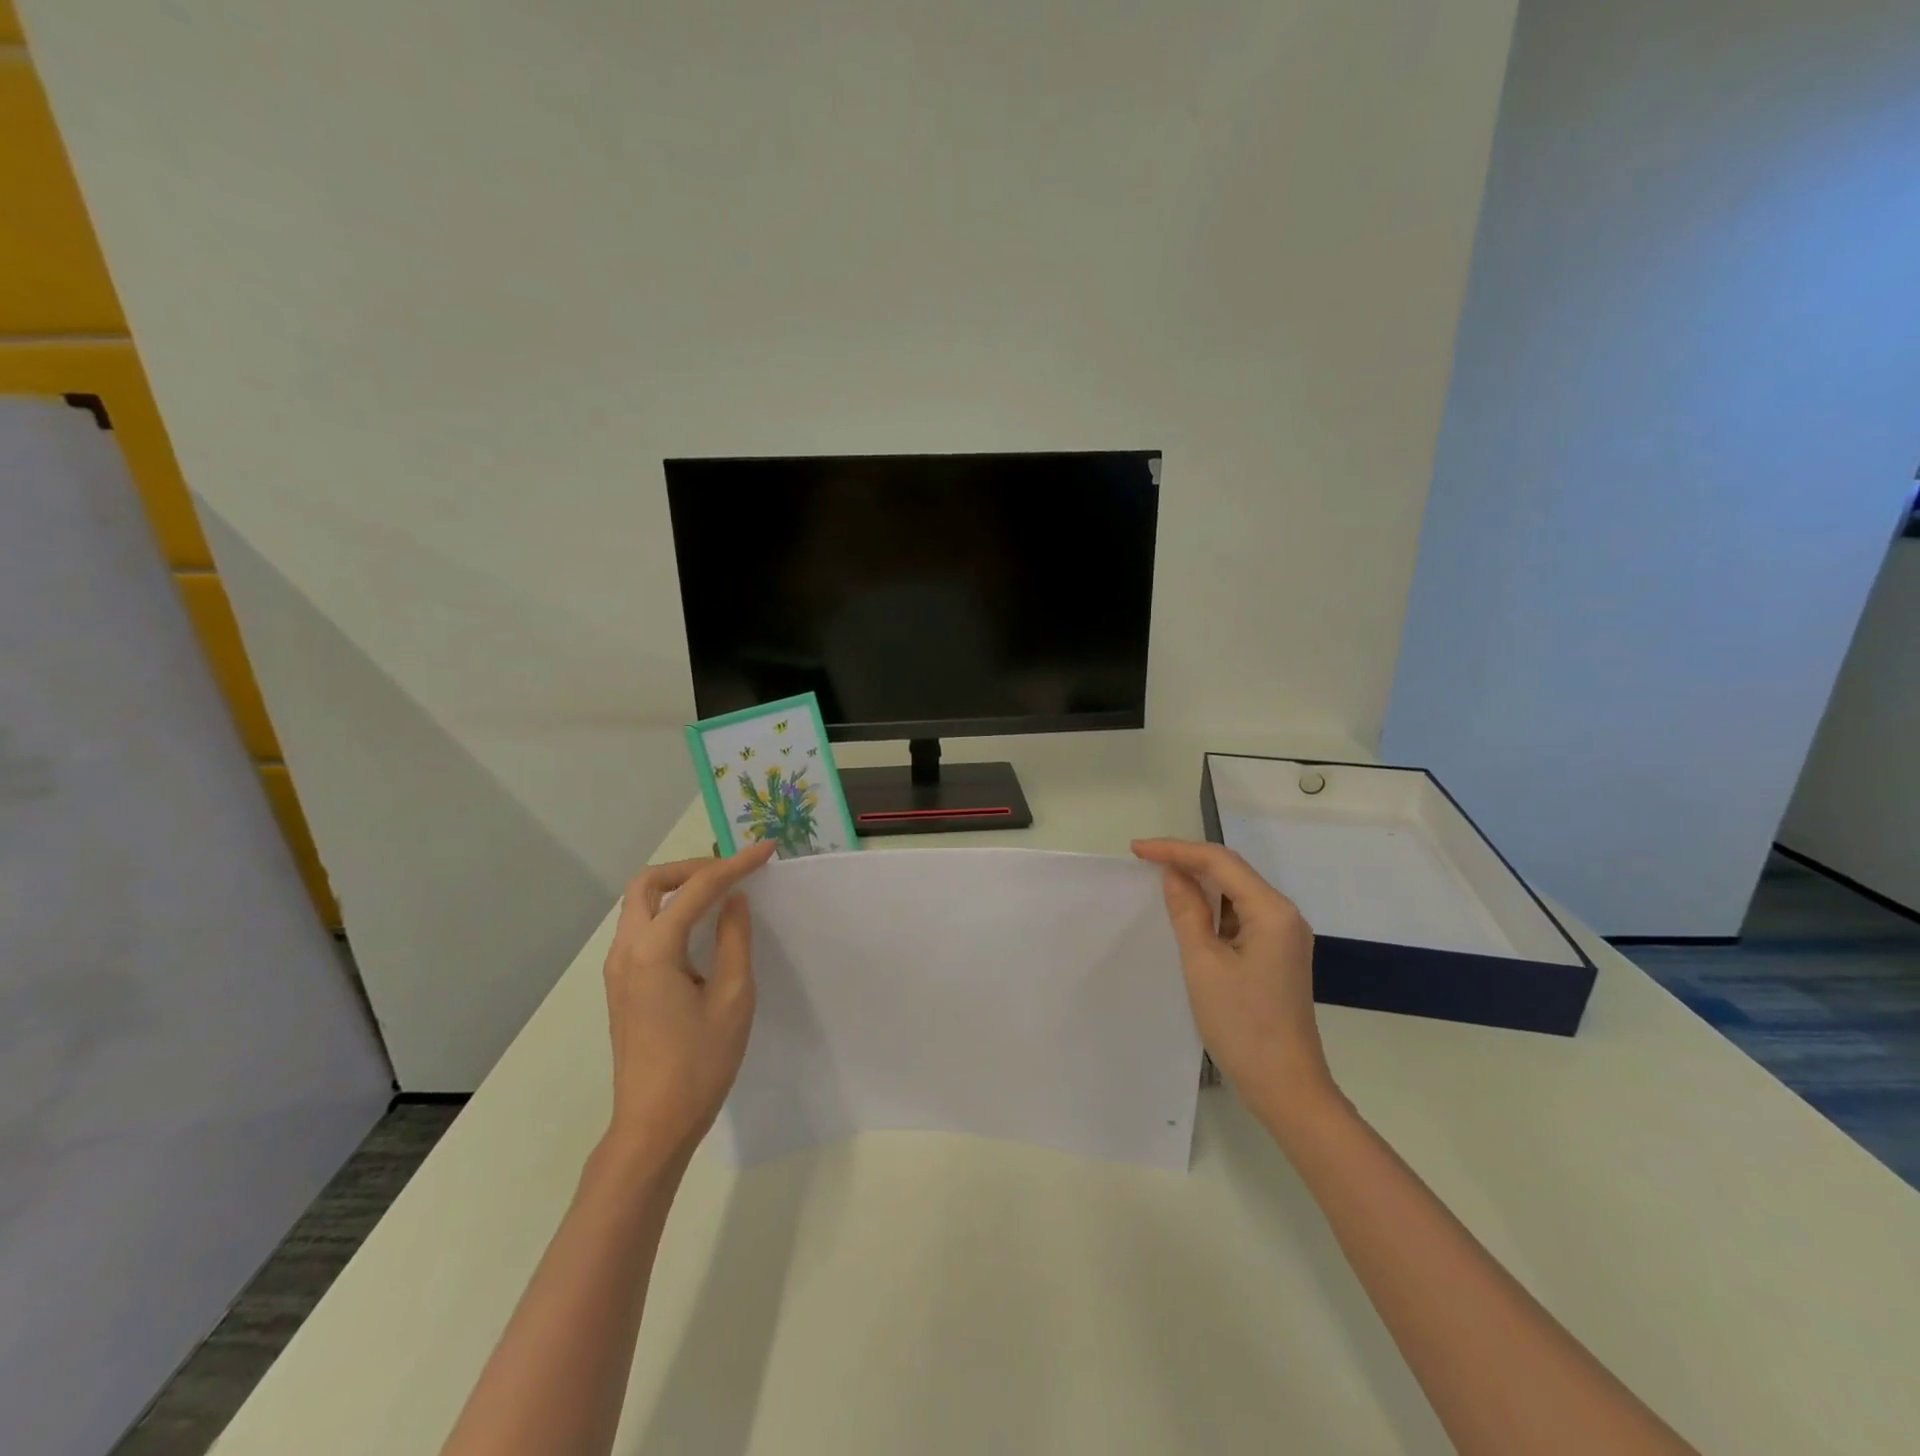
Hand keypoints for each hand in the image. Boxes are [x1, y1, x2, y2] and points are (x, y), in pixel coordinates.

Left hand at [600, 842, 777, 1166]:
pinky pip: (641, 927)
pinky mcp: (622, 984)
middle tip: (731, 873)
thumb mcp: (733, 998)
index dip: (734, 865)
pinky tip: (701, 927)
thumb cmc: (699, 1064)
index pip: (695, 889)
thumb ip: (734, 940)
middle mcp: (626, 950)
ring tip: (721, 894)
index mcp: (653, 950)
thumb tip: (735, 900)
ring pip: (639, 904)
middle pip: (648, 883)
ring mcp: (618, 968)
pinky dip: (670, 911)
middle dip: (691, 868)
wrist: (653, 1125)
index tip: (766, 851)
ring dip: (678, 888)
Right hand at [1131, 838, 1336, 1118]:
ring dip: (1201, 884)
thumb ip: (1188, 911)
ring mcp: (1284, 936)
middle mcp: (1284, 915)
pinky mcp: (1278, 954)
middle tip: (1144, 858)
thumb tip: (1174, 874)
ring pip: (1237, 893)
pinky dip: (1214, 909)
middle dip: (1188, 861)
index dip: (1176, 850)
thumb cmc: (1241, 1025)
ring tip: (1160, 880)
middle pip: (1232, 872)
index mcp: (1271, 911)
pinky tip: (1190, 913)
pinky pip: (1242, 916)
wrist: (1286, 1087)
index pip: (1220, 862)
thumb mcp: (1203, 963)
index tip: (1137, 850)